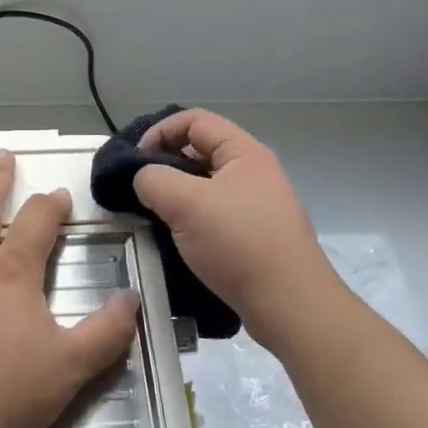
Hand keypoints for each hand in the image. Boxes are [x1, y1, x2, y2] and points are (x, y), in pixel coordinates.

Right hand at [131, 109, 343, 354]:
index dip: (160, 131)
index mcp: (244, 152)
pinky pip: (216, 215)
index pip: (195, 120)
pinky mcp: (257, 237)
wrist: (291, 306)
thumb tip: (144, 178)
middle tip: (139, 189)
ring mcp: (258, 206)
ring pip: (206, 186)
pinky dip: (192, 221)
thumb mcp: (185, 203)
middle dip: (166, 165)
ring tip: (153, 216)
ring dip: (177, 196)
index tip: (136, 160)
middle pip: (200, 151)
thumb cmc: (239, 244)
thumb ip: (153, 179)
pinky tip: (177, 241)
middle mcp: (254, 172)